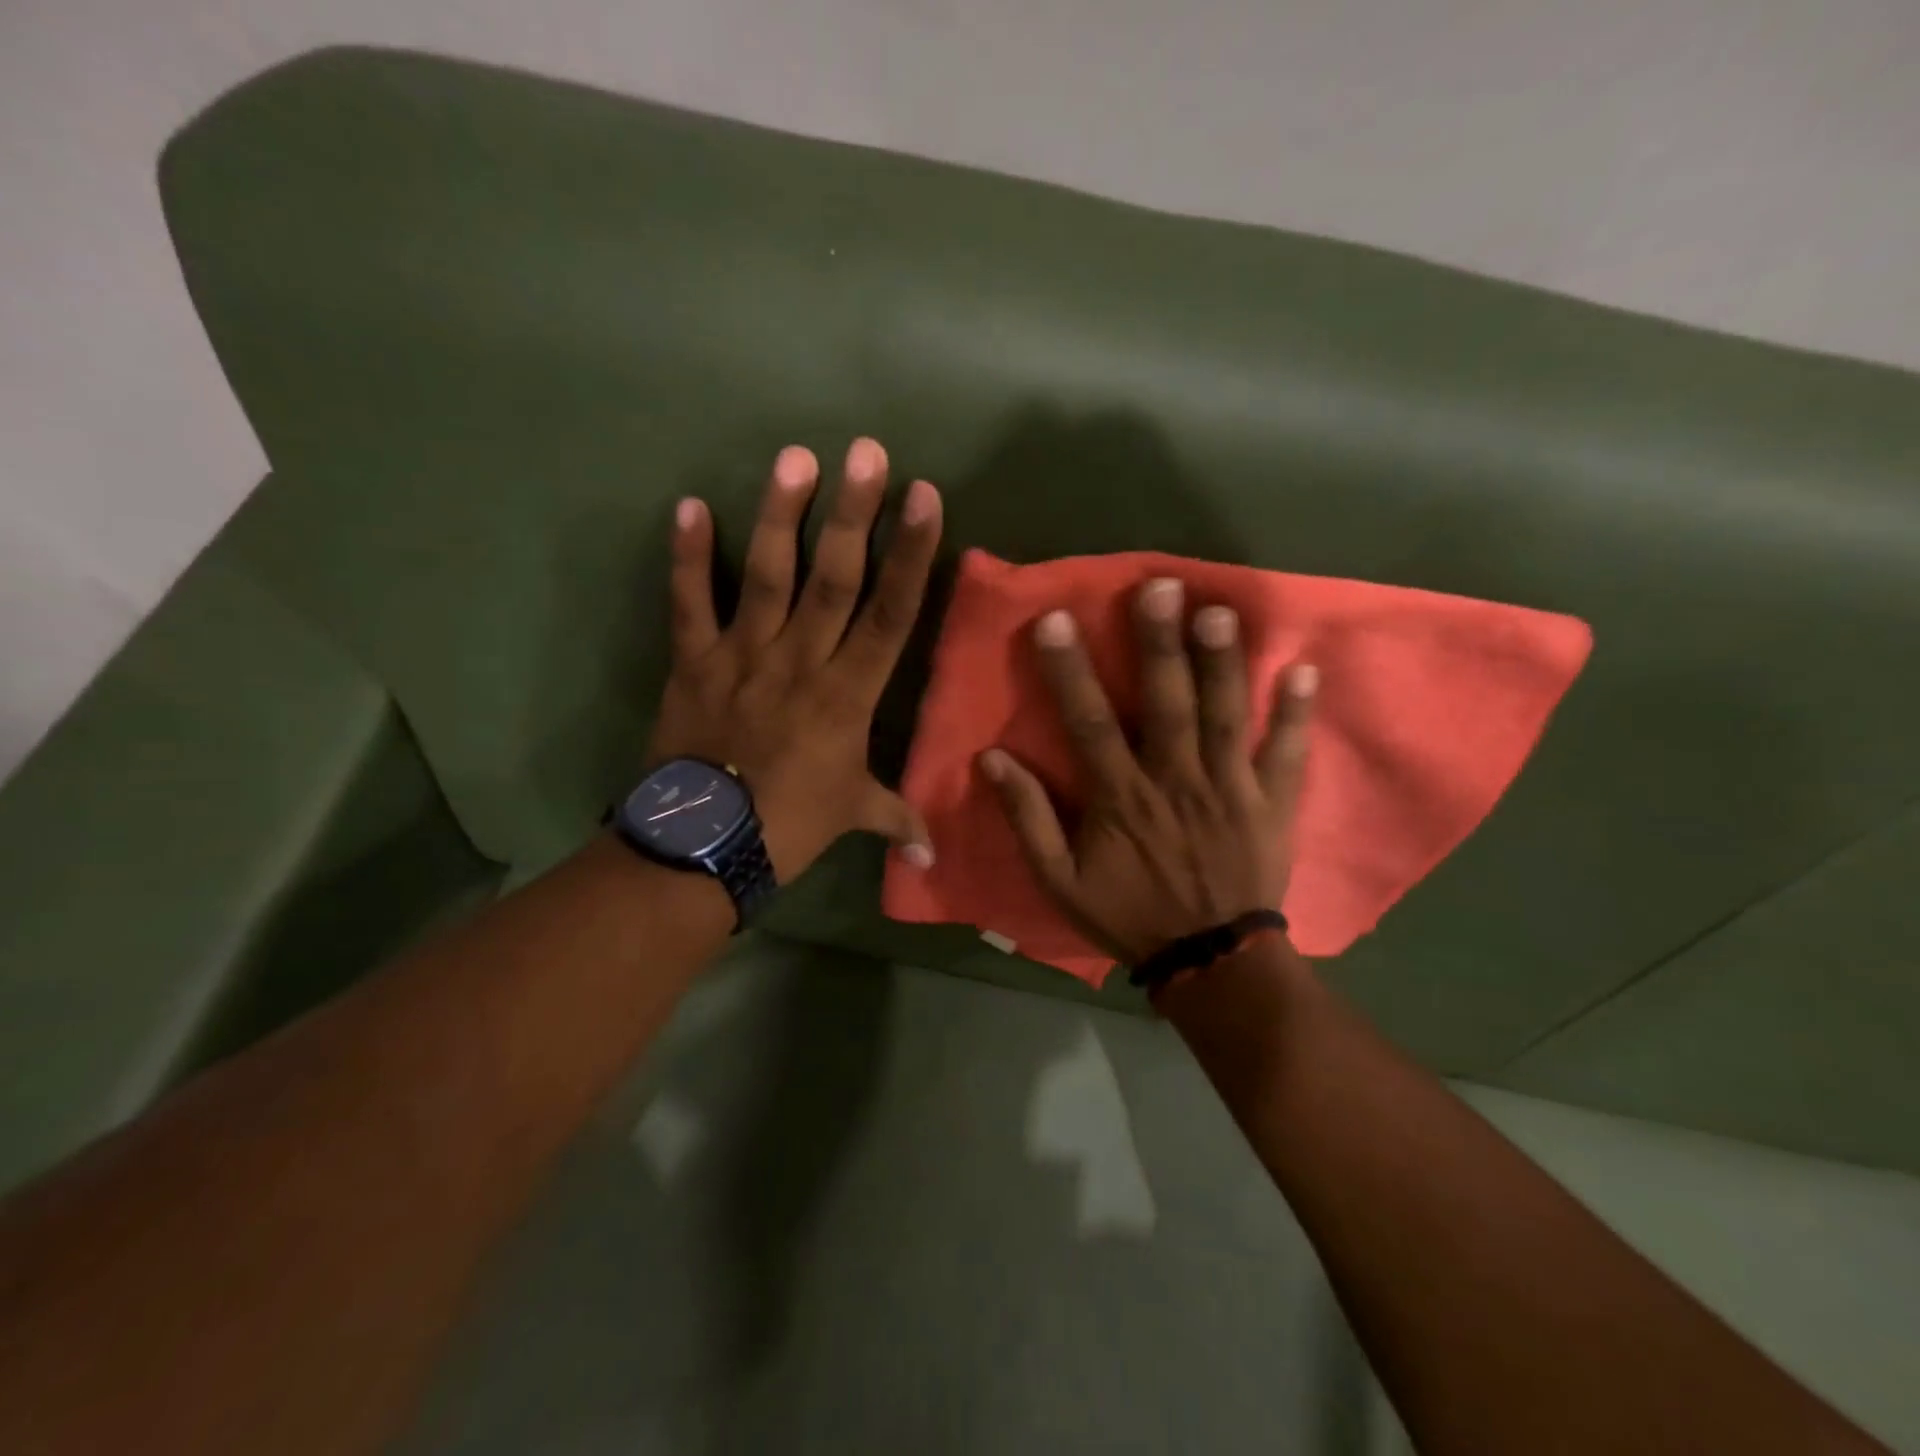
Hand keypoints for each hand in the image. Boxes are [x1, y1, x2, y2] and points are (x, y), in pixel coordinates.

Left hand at [647, 439, 942, 881]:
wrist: (702, 847)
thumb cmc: (789, 826)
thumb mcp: (852, 815)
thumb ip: (896, 818)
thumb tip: (935, 855)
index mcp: (848, 695)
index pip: (889, 614)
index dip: (910, 555)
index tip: (924, 499)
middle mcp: (800, 662)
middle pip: (834, 579)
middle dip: (853, 514)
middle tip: (866, 451)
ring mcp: (743, 656)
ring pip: (767, 578)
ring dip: (780, 517)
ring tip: (795, 457)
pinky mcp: (693, 662)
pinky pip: (689, 604)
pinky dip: (687, 557)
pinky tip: (689, 504)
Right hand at [979, 578, 1316, 963]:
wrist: (1209, 961)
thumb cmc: (1129, 914)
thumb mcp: (1060, 881)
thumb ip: (1028, 818)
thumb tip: (991, 759)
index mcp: (1121, 797)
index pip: (1089, 722)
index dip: (1070, 670)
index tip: (1056, 619)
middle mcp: (1176, 780)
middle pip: (1167, 703)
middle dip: (1160, 643)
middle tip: (1159, 587)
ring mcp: (1230, 789)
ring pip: (1226, 716)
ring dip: (1223, 663)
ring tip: (1219, 609)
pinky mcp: (1271, 803)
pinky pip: (1287, 754)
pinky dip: (1297, 713)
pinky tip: (1304, 668)